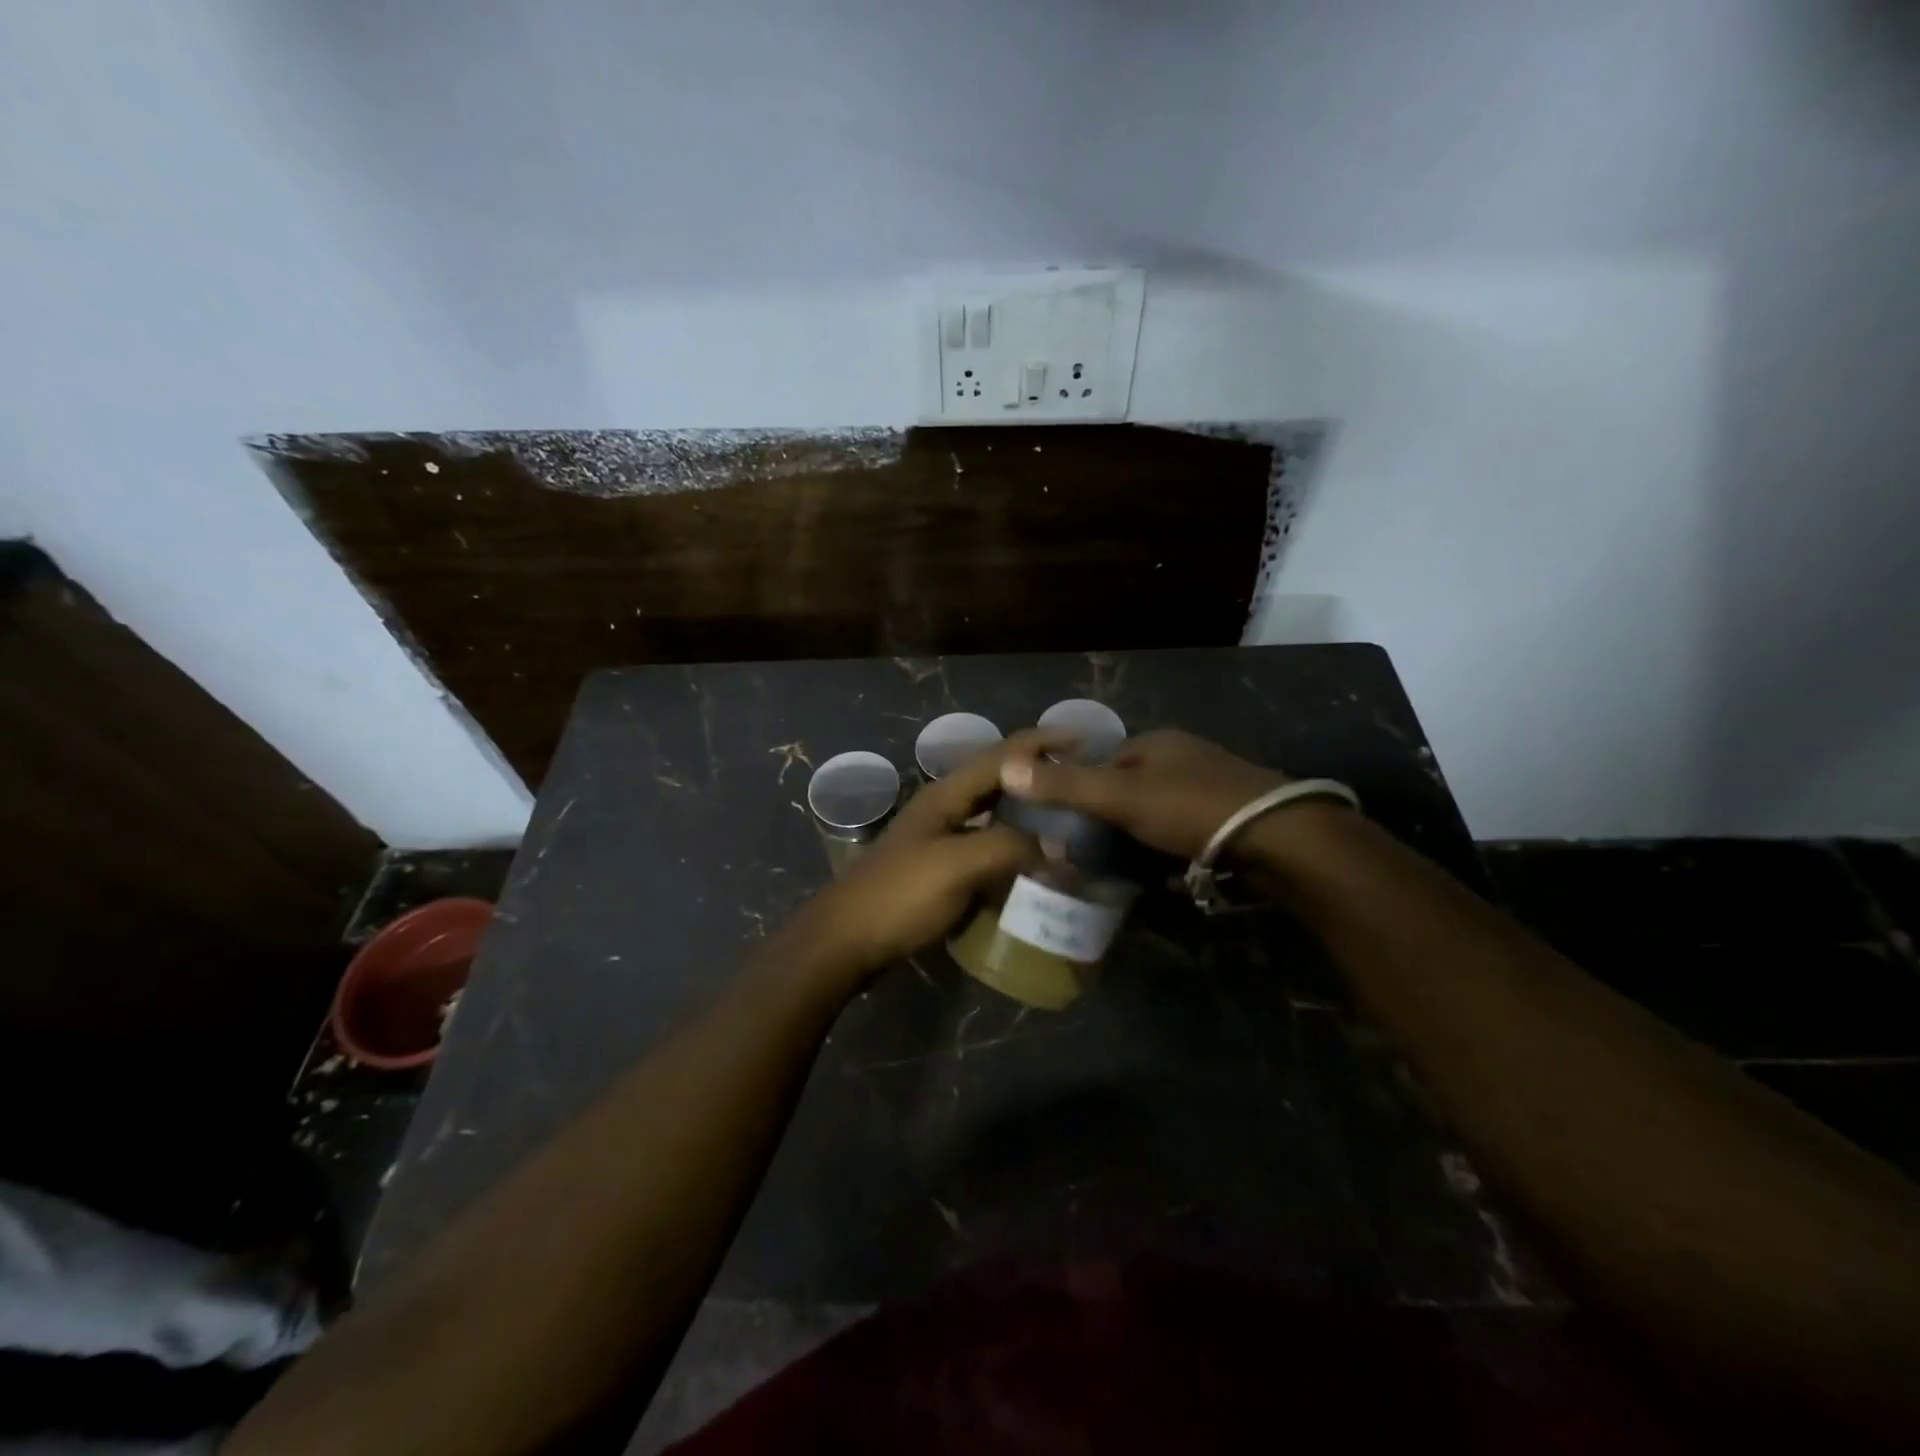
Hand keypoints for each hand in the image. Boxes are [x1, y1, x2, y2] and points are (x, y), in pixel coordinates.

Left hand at [789, 729, 1068, 980]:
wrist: (846, 940)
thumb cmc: (901, 895)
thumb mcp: (958, 865)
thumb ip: (1010, 847)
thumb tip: (1061, 846)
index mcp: (946, 795)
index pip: (1002, 755)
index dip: (1042, 742)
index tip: (1087, 741)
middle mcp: (944, 808)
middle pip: (999, 780)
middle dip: (1040, 776)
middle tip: (1083, 784)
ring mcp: (940, 839)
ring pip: (994, 814)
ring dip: (1029, 813)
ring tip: (1068, 820)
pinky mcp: (940, 869)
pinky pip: (987, 846)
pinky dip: (1015, 847)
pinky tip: (1035, 863)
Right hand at [999, 728, 1288, 860]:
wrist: (1278, 839)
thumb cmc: (1191, 808)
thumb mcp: (1120, 797)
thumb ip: (1065, 786)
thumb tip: (1006, 768)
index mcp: (1158, 744)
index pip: (1106, 760)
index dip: (1082, 787)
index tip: (1066, 821)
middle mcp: (1186, 759)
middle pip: (1133, 787)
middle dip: (1113, 817)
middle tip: (1092, 852)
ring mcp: (1213, 789)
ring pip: (1160, 813)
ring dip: (1142, 838)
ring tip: (1123, 869)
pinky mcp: (1233, 821)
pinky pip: (1187, 834)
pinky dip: (1172, 852)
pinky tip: (1165, 875)